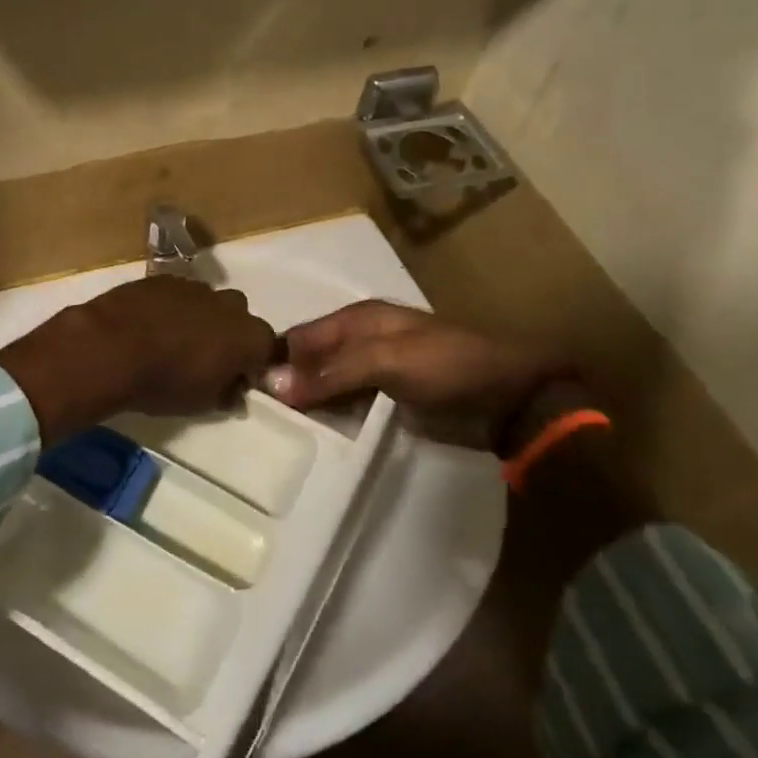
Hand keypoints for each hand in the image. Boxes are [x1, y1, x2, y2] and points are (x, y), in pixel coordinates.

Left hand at [0, 277, 276, 442]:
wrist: (111, 347)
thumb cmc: (164, 382)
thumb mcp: (202, 402)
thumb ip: (227, 392)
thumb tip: (234, 389)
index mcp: (249, 336)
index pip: (267, 348)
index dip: (252, 364)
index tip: (235, 379)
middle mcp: (230, 304)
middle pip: (240, 319)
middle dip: (228, 336)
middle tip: (205, 360)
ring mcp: (196, 286)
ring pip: (208, 303)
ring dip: (200, 319)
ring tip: (173, 342)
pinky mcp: (164, 278)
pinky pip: (179, 294)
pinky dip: (172, 308)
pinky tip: (150, 326)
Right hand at [262, 301, 549, 422]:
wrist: (510, 399)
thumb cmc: (448, 367)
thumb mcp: (388, 361)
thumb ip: (332, 372)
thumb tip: (272, 384)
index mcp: (359, 318)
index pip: (301, 336)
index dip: (277, 361)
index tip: (247, 393)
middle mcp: (360, 341)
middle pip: (311, 361)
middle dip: (288, 385)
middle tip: (257, 420)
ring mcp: (374, 373)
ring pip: (326, 386)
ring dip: (307, 405)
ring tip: (276, 434)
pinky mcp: (386, 401)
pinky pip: (346, 408)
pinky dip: (330, 420)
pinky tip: (312, 439)